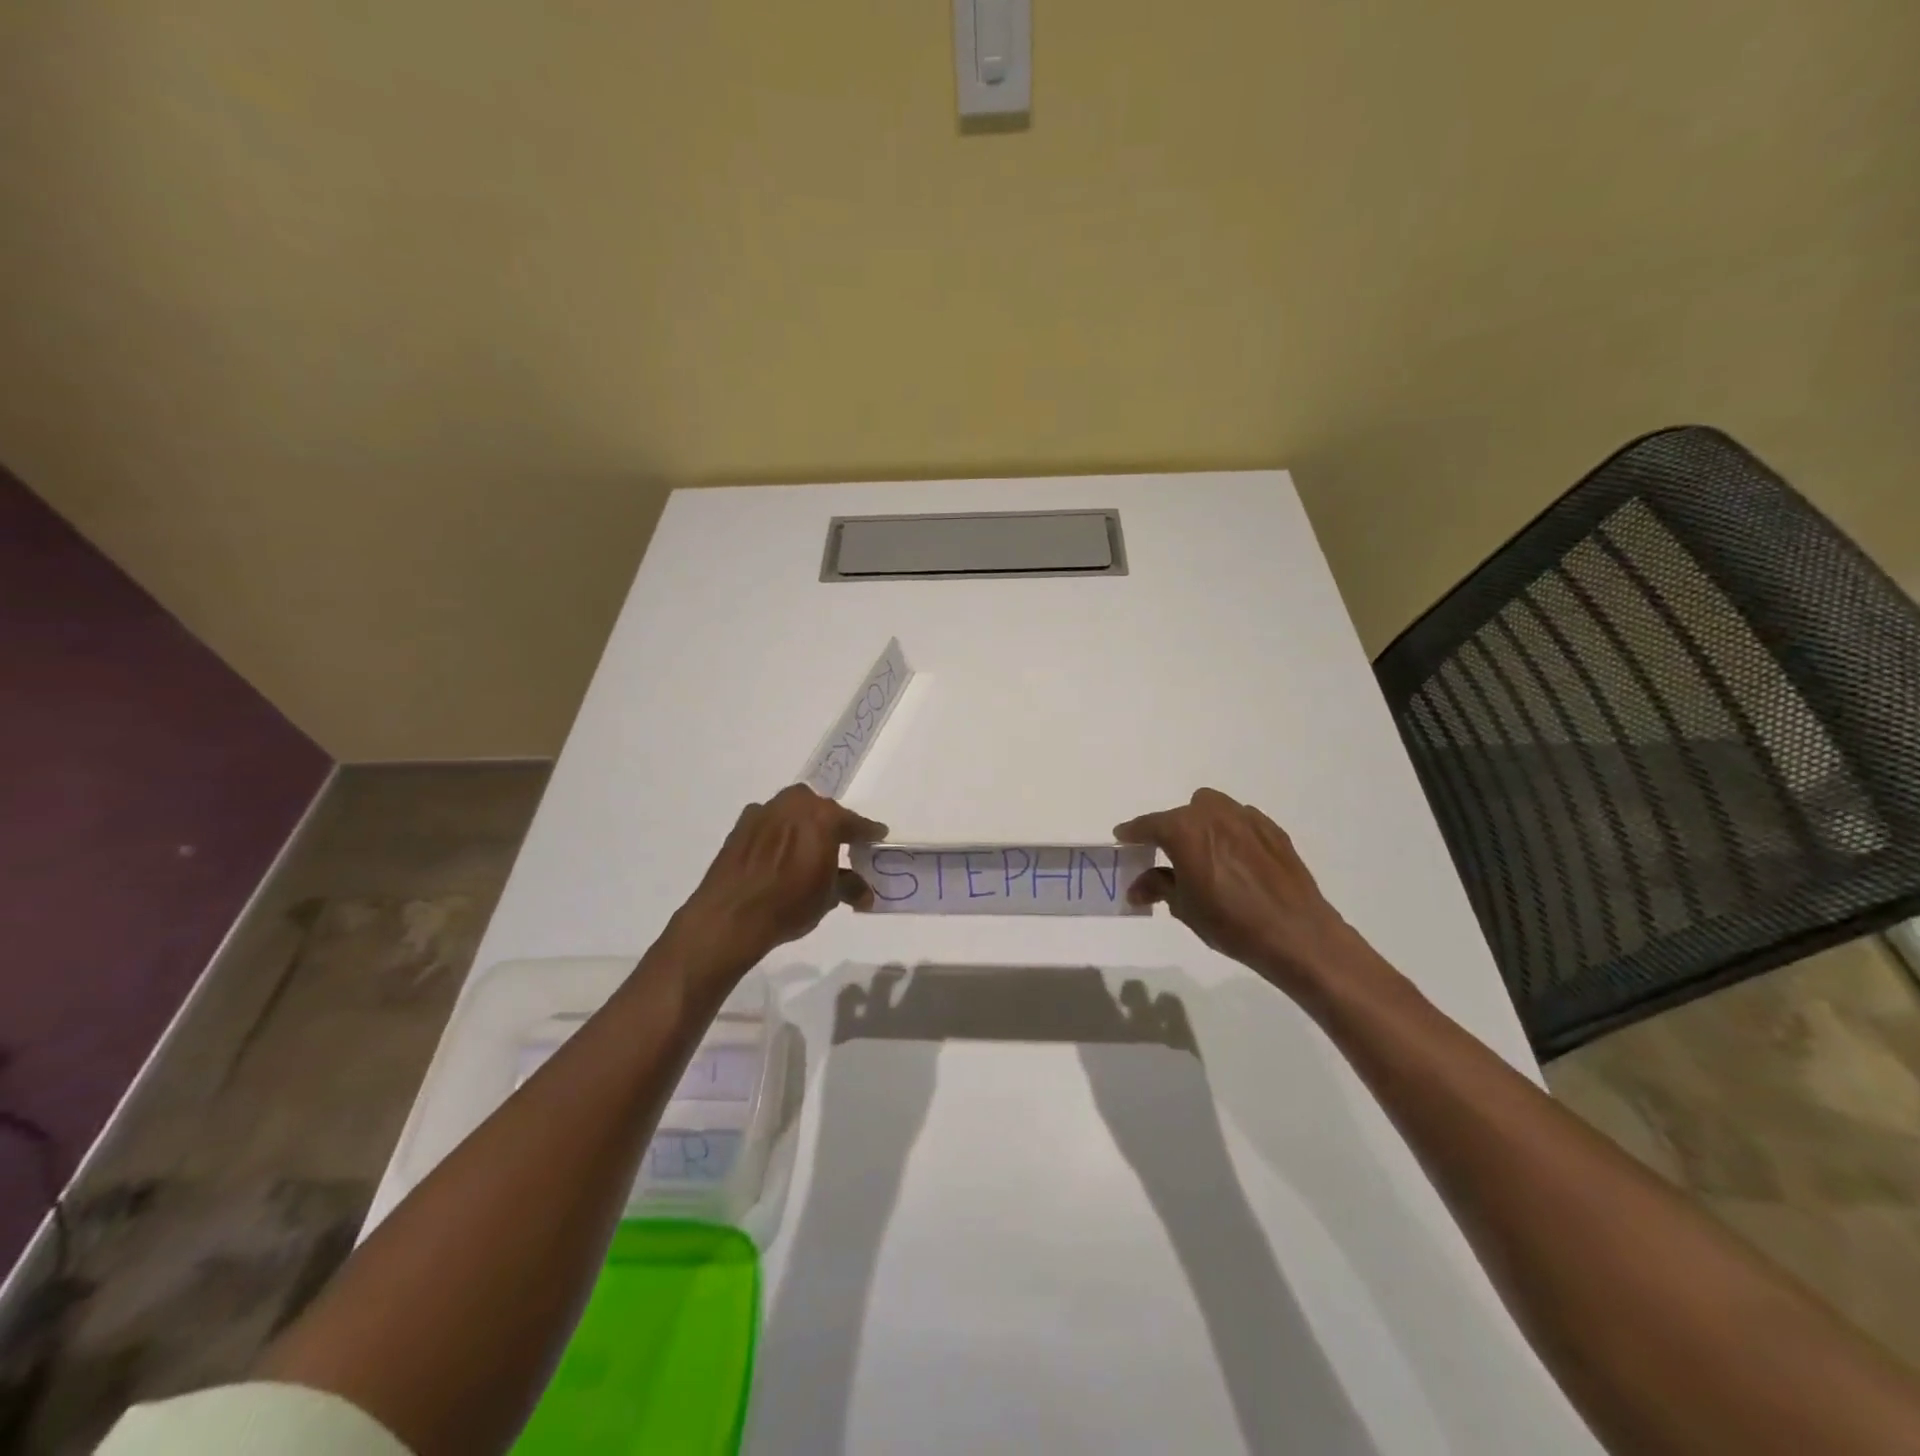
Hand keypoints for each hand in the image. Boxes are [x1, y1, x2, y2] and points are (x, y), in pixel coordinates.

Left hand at [673, 785, 886, 977]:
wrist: (730, 916)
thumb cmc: (789, 903)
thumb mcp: (828, 897)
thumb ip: (850, 886)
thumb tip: (866, 893)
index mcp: (823, 816)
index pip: (854, 822)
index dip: (867, 832)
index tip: (877, 836)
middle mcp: (794, 804)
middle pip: (821, 810)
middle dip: (831, 825)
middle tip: (839, 844)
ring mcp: (764, 812)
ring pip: (792, 812)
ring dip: (802, 826)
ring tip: (806, 850)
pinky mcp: (740, 826)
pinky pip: (769, 823)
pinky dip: (777, 834)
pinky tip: (777, 855)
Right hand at [1115, 788, 1362, 997]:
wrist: (1296, 934)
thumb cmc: (1230, 922)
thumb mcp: (1184, 907)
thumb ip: (1158, 887)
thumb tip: (1137, 886)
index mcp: (1184, 829)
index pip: (1148, 825)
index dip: (1132, 833)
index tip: (1123, 838)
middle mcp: (1213, 814)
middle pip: (1181, 813)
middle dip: (1171, 830)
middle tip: (1170, 857)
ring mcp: (1246, 818)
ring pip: (1213, 809)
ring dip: (1202, 825)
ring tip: (1205, 855)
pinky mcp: (1272, 830)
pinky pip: (1241, 821)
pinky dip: (1231, 833)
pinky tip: (1236, 861)